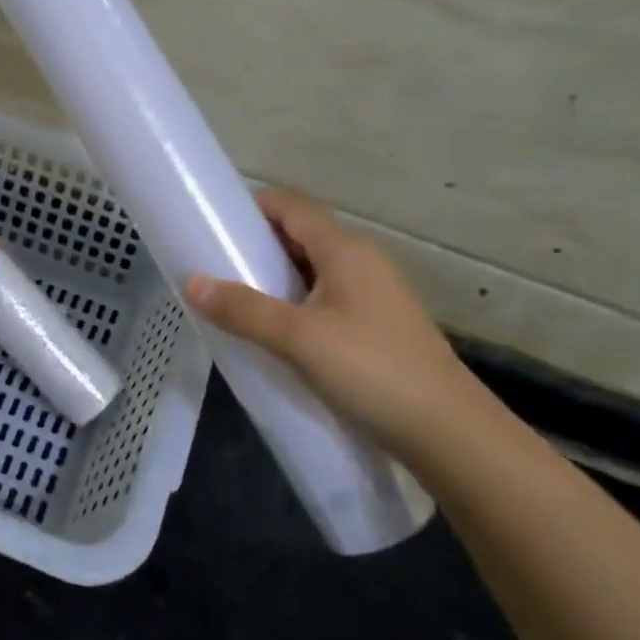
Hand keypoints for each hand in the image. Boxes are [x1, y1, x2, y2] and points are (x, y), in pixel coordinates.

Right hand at [183, 186, 497, 456]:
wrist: (448, 432)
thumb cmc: (371, 370)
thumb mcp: (298, 339)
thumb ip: (243, 310)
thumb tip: (191, 281)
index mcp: (345, 249)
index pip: (290, 206)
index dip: (250, 208)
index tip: (211, 225)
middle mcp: (362, 261)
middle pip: (300, 235)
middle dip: (256, 246)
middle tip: (214, 267)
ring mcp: (373, 293)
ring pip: (312, 269)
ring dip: (274, 278)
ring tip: (235, 301)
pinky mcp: (377, 324)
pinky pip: (325, 298)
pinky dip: (294, 303)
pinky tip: (274, 333)